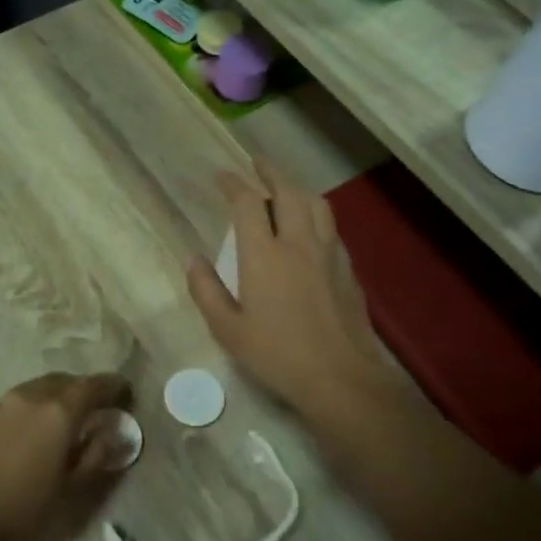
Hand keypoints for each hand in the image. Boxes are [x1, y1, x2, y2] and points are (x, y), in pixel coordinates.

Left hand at [0, 372, 131, 540]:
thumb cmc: (24, 507)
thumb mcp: (70, 487)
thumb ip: (97, 455)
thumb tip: (114, 434)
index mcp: (59, 411)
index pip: (95, 386)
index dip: (114, 387)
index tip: (127, 395)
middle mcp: (32, 395)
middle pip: (66, 381)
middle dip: (85, 390)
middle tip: (97, 408)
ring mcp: (4, 402)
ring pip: (40, 387)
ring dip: (59, 395)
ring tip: (67, 419)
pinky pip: (21, 399)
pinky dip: (36, 405)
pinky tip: (35, 429)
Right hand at [188, 160, 403, 421]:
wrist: (341, 377)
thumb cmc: (277, 355)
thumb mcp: (228, 330)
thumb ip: (206, 291)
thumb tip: (194, 259)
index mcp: (264, 255)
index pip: (247, 204)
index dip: (233, 184)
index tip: (221, 175)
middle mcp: (298, 243)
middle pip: (288, 192)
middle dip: (270, 172)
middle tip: (257, 163)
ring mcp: (328, 254)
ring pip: (316, 204)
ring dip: (297, 188)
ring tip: (285, 187)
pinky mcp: (347, 269)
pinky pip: (330, 227)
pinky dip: (315, 214)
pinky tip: (311, 227)